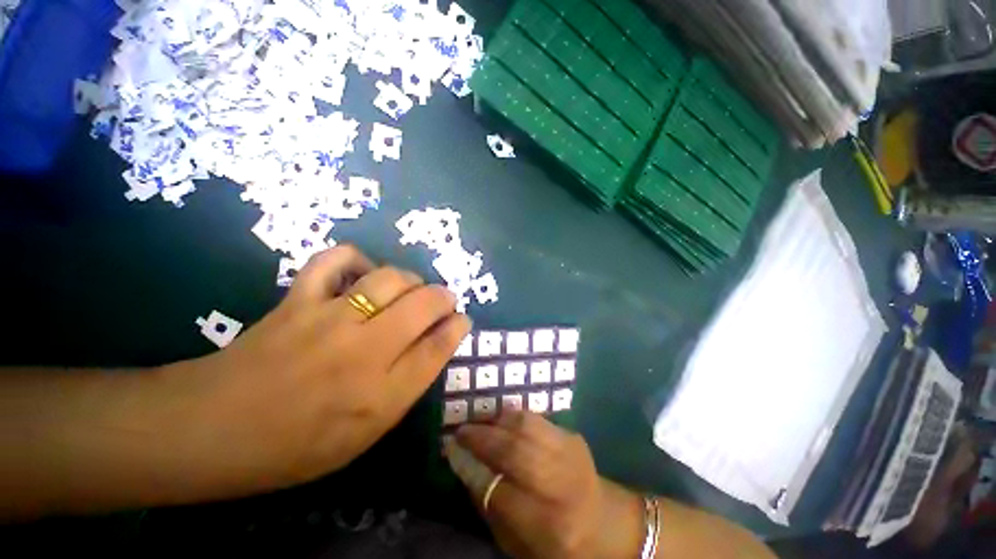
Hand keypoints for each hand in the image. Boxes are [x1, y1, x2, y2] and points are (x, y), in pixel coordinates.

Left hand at [166, 245, 470, 496]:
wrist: (212, 431)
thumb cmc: (295, 447)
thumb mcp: (365, 435)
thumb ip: (405, 388)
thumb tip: (433, 346)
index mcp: (381, 397)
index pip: (438, 348)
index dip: (458, 327)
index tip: (463, 319)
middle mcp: (363, 353)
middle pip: (424, 304)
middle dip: (445, 297)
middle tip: (445, 300)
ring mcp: (328, 320)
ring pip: (390, 278)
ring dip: (412, 279)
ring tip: (411, 288)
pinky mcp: (298, 301)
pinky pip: (334, 261)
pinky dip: (355, 259)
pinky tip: (362, 273)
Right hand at [448, 412, 644, 558]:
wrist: (603, 522)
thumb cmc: (557, 542)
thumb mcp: (517, 543)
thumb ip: (488, 506)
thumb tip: (464, 464)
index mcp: (547, 524)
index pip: (499, 490)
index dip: (471, 467)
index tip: (451, 451)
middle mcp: (560, 484)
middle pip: (514, 451)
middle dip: (482, 437)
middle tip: (461, 430)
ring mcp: (570, 454)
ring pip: (525, 426)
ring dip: (496, 421)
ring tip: (479, 422)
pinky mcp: (572, 436)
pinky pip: (536, 419)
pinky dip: (514, 417)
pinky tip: (501, 421)